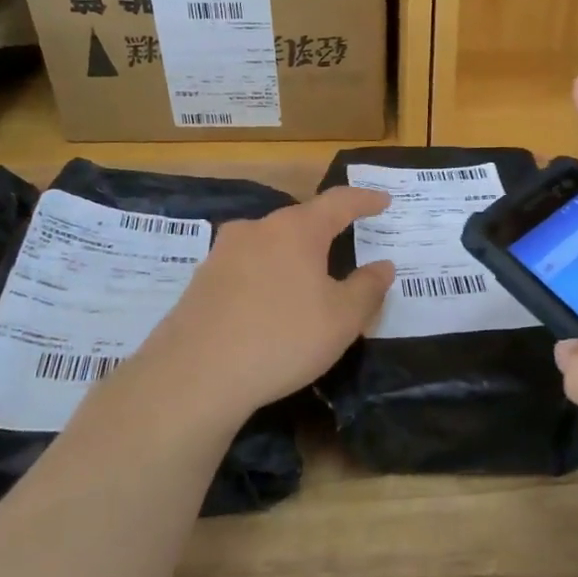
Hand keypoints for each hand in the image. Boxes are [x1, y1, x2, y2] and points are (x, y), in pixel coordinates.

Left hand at [131, 187, 395, 426]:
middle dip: (325, 235)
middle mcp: (256, 230)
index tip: (383, 201)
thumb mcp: (342, 319)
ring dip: (292, 260)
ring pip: (269, 247)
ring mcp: (222, 254)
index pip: (339, 202)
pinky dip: (266, 280)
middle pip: (300, 223)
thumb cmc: (282, 338)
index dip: (364, 200)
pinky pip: (245, 270)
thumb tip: (382, 265)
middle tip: (346, 252)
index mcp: (296, 230)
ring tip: (307, 286)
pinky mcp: (200, 282)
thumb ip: (367, 288)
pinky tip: (269, 309)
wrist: (195, 376)